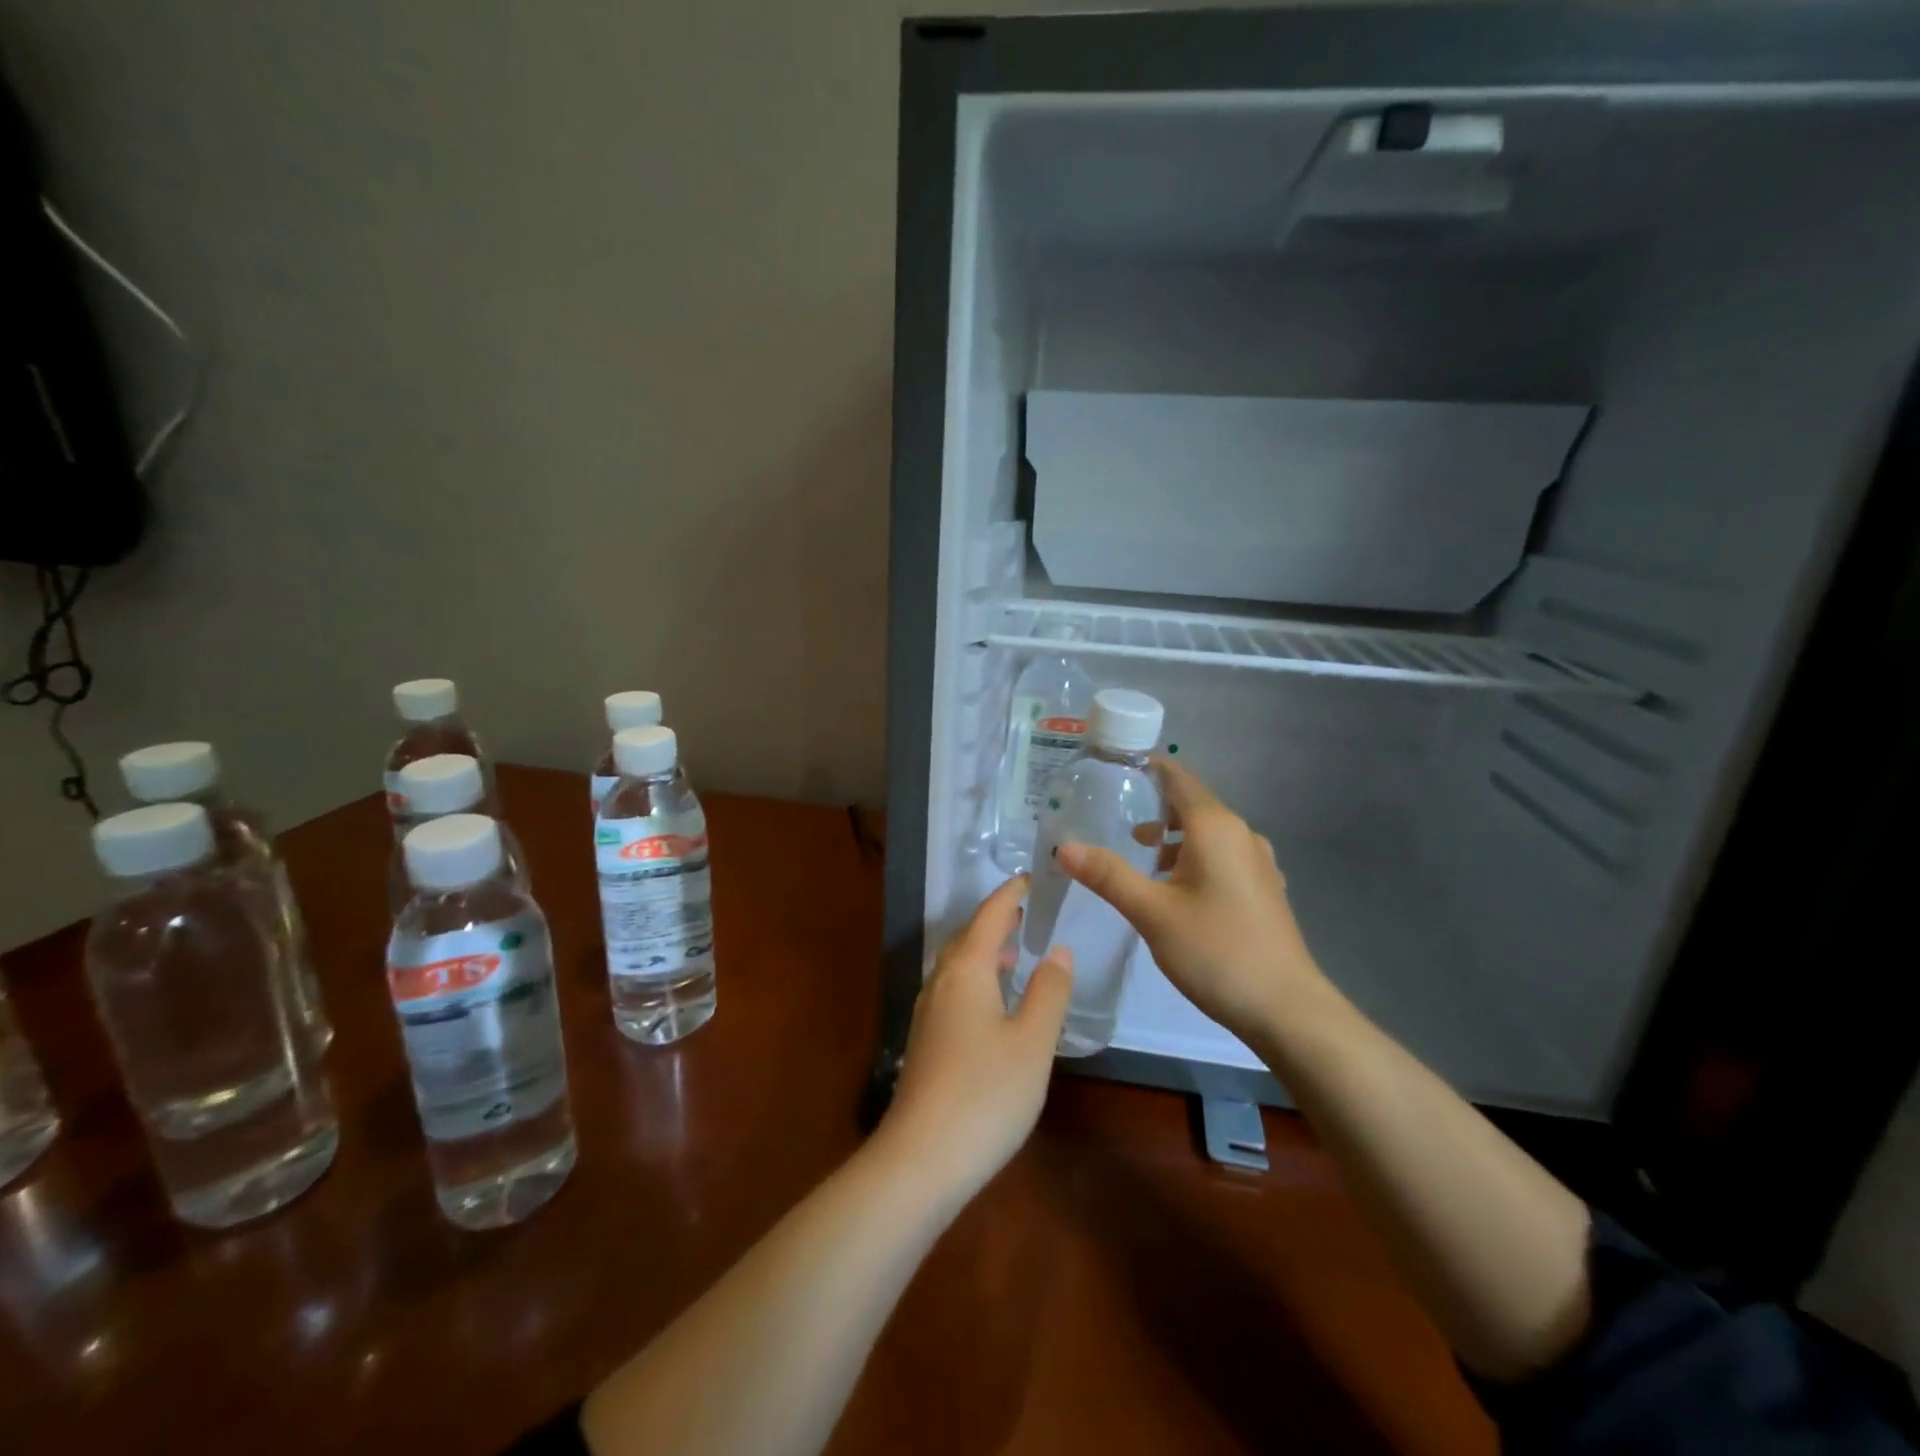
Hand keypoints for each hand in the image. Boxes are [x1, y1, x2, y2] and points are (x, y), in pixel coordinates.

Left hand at [879, 876, 1072, 1201]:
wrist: (921, 1159)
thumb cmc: (985, 1093)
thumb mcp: (1032, 1041)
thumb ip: (1049, 991)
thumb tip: (1057, 949)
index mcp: (965, 970)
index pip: (989, 916)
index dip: (1010, 894)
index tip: (1032, 877)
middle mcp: (940, 982)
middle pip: (967, 937)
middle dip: (995, 920)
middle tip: (1026, 912)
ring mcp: (928, 1013)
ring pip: (957, 966)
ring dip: (984, 951)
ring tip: (1014, 954)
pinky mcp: (926, 1042)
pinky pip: (953, 990)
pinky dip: (976, 980)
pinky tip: (994, 1005)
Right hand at [1057, 759, 1331, 1045]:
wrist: (1287, 1009)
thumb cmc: (1216, 950)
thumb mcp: (1152, 912)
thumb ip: (1108, 875)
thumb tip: (1065, 847)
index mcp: (1215, 828)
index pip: (1179, 779)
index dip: (1150, 768)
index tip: (1117, 768)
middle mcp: (1241, 834)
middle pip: (1193, 805)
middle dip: (1155, 806)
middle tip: (1116, 816)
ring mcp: (1258, 862)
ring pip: (1208, 834)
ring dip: (1174, 838)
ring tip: (1142, 857)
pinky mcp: (1264, 889)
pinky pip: (1223, 857)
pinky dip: (1194, 858)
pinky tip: (1177, 890)